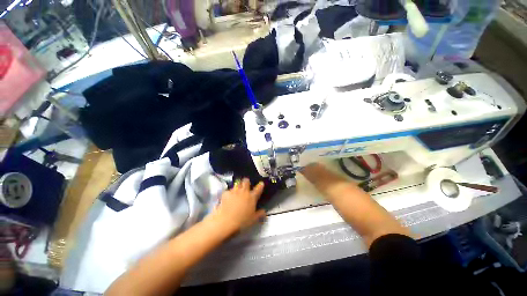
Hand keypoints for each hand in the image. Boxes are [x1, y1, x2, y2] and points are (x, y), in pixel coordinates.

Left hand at [212, 178, 265, 232]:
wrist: (226, 221)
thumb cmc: (241, 221)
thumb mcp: (253, 219)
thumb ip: (259, 214)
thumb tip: (264, 212)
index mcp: (252, 197)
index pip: (258, 189)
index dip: (260, 185)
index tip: (261, 184)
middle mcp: (244, 192)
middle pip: (246, 181)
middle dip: (246, 182)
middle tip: (246, 184)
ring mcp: (234, 191)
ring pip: (237, 183)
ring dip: (238, 186)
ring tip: (237, 190)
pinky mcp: (226, 193)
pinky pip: (228, 190)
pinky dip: (229, 193)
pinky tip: (228, 196)